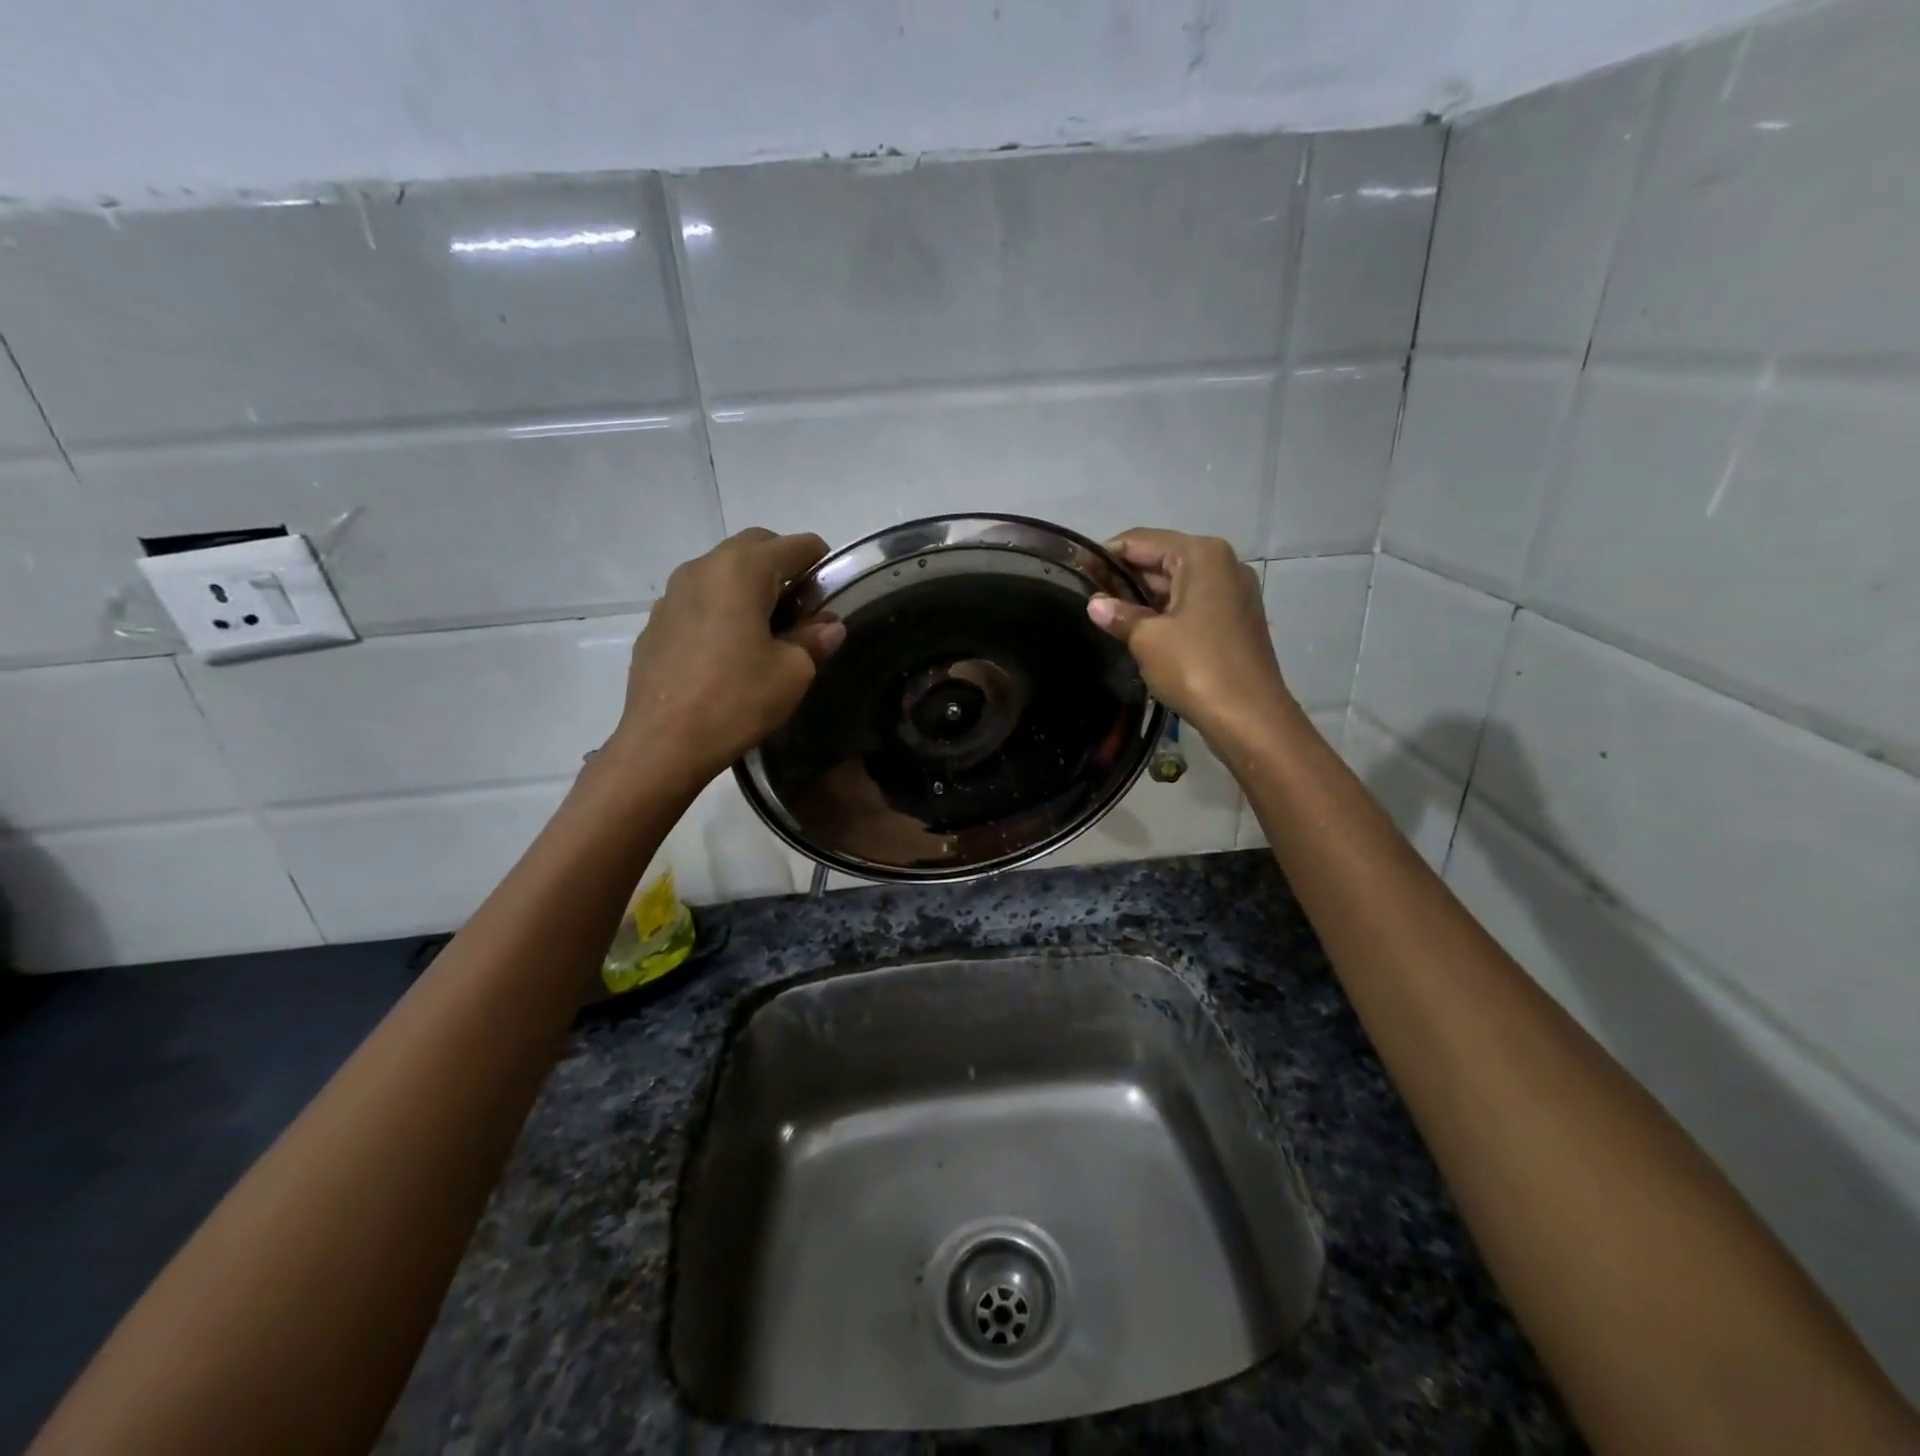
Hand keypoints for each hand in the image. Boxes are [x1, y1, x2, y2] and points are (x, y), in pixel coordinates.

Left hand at [606, 529, 843, 785]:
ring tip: (765, 631)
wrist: (664, 743)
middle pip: (755, 546)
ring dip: (749, 587)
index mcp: (743, 569)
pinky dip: (720, 609)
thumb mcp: (793, 672)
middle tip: (801, 609)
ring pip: (722, 572)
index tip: (831, 595)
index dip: (822, 564)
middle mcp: (703, 567)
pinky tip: (727, 652)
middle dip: (783, 567)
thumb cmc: (737, 699)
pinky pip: (698, 600)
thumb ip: (814, 639)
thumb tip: (828, 626)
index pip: (796, 545)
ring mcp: (673, 594)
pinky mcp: (656, 623)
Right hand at [1086, 529, 1296, 739]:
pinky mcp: (1237, 619)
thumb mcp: (1147, 639)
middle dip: (1126, 577)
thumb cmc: (1195, 667)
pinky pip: (1193, 604)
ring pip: (1178, 584)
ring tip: (1108, 617)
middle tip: (1089, 598)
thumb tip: (1095, 604)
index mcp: (1201, 555)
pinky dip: (1167, 613)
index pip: (1142, 541)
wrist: (1249, 716)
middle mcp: (1223, 564)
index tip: (1078, 571)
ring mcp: (1234, 592)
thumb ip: (1119, 615)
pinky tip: (1141, 632)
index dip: (1107, 555)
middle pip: (1163, 559)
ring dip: (1145, 598)